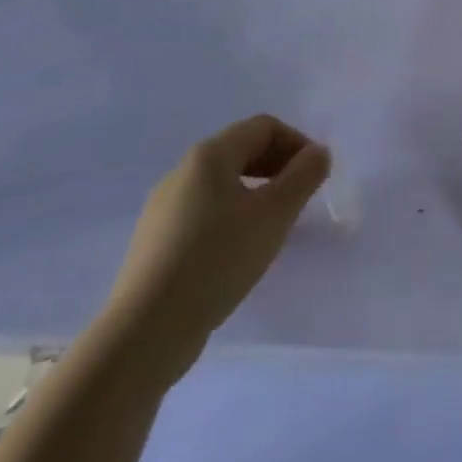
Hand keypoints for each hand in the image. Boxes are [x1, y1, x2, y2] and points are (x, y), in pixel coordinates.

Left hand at [102, 115, 330, 376]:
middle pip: (242, 151)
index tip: (315, 175)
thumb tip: (318, 153)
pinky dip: (232, 217)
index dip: (297, 142)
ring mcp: (162, 210)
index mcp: (208, 156)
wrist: (144, 334)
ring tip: (274, 225)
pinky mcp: (154, 244)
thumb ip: (305, 175)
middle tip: (300, 197)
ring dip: (257, 193)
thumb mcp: (275, 213)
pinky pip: (203, 213)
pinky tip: (239, 251)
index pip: (264, 127)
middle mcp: (181, 173)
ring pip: (223, 184)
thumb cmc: (217, 260)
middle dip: (278, 166)